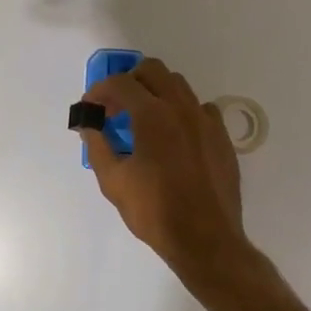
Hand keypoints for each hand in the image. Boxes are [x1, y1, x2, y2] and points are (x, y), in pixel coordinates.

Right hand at [79, 57, 246, 271]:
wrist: (206, 239)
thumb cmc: (154, 211)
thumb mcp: (113, 181)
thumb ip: (97, 144)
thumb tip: (88, 123)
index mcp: (153, 115)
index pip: (121, 83)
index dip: (100, 90)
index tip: (90, 107)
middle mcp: (182, 108)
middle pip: (153, 70)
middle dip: (129, 81)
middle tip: (116, 107)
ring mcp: (206, 120)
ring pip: (179, 85)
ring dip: (156, 92)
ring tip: (143, 119)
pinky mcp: (222, 136)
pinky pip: (200, 108)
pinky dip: (181, 111)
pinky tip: (174, 135)